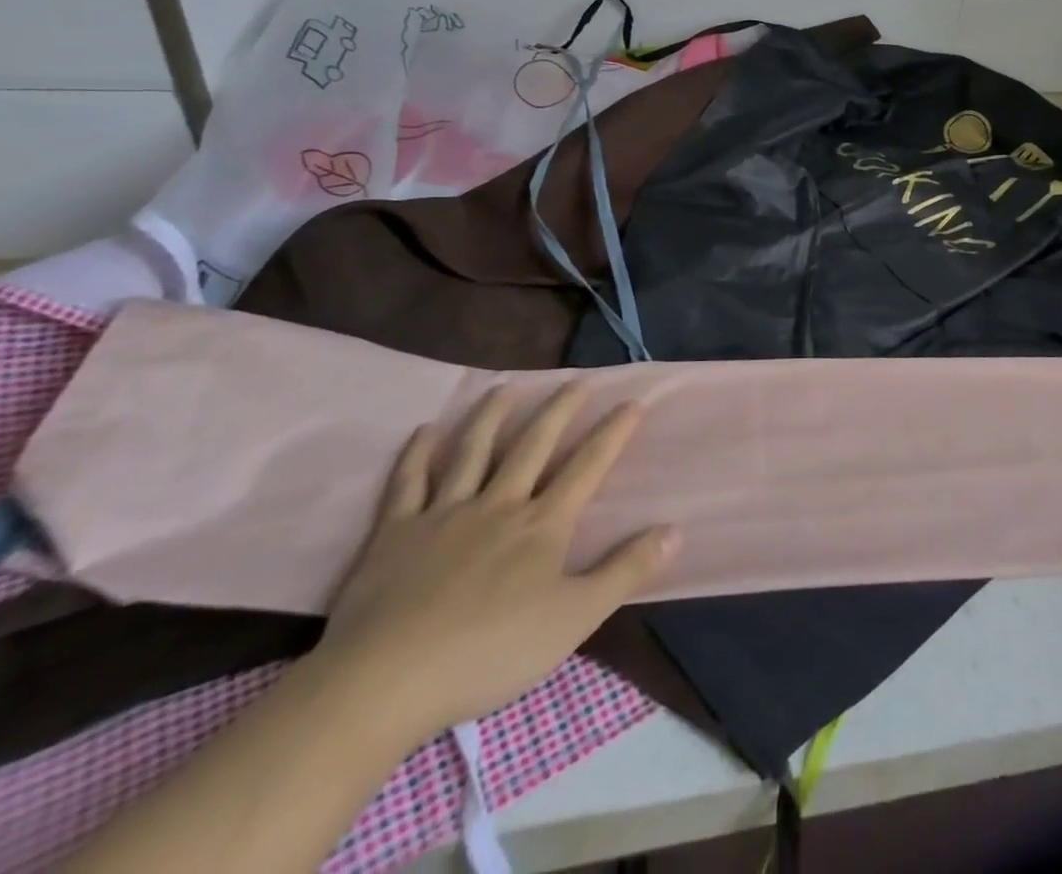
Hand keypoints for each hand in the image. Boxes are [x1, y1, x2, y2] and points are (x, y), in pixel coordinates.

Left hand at [312, 385, 680, 744]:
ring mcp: (444, 513)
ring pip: (473, 451)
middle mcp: (498, 504)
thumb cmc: (490, 653)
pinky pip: (409, 481)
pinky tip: (426, 430)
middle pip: (533, 445)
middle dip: (559, 410)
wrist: (386, 681)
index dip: (612, 434)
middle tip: (576, 380)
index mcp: (542, 525)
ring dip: (492, 416)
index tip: (631, 402)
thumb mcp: (574, 619)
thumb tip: (676, 530)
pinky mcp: (395, 531)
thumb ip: (626, 572)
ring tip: (506, 386)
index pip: (586, 467)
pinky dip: (418, 453)